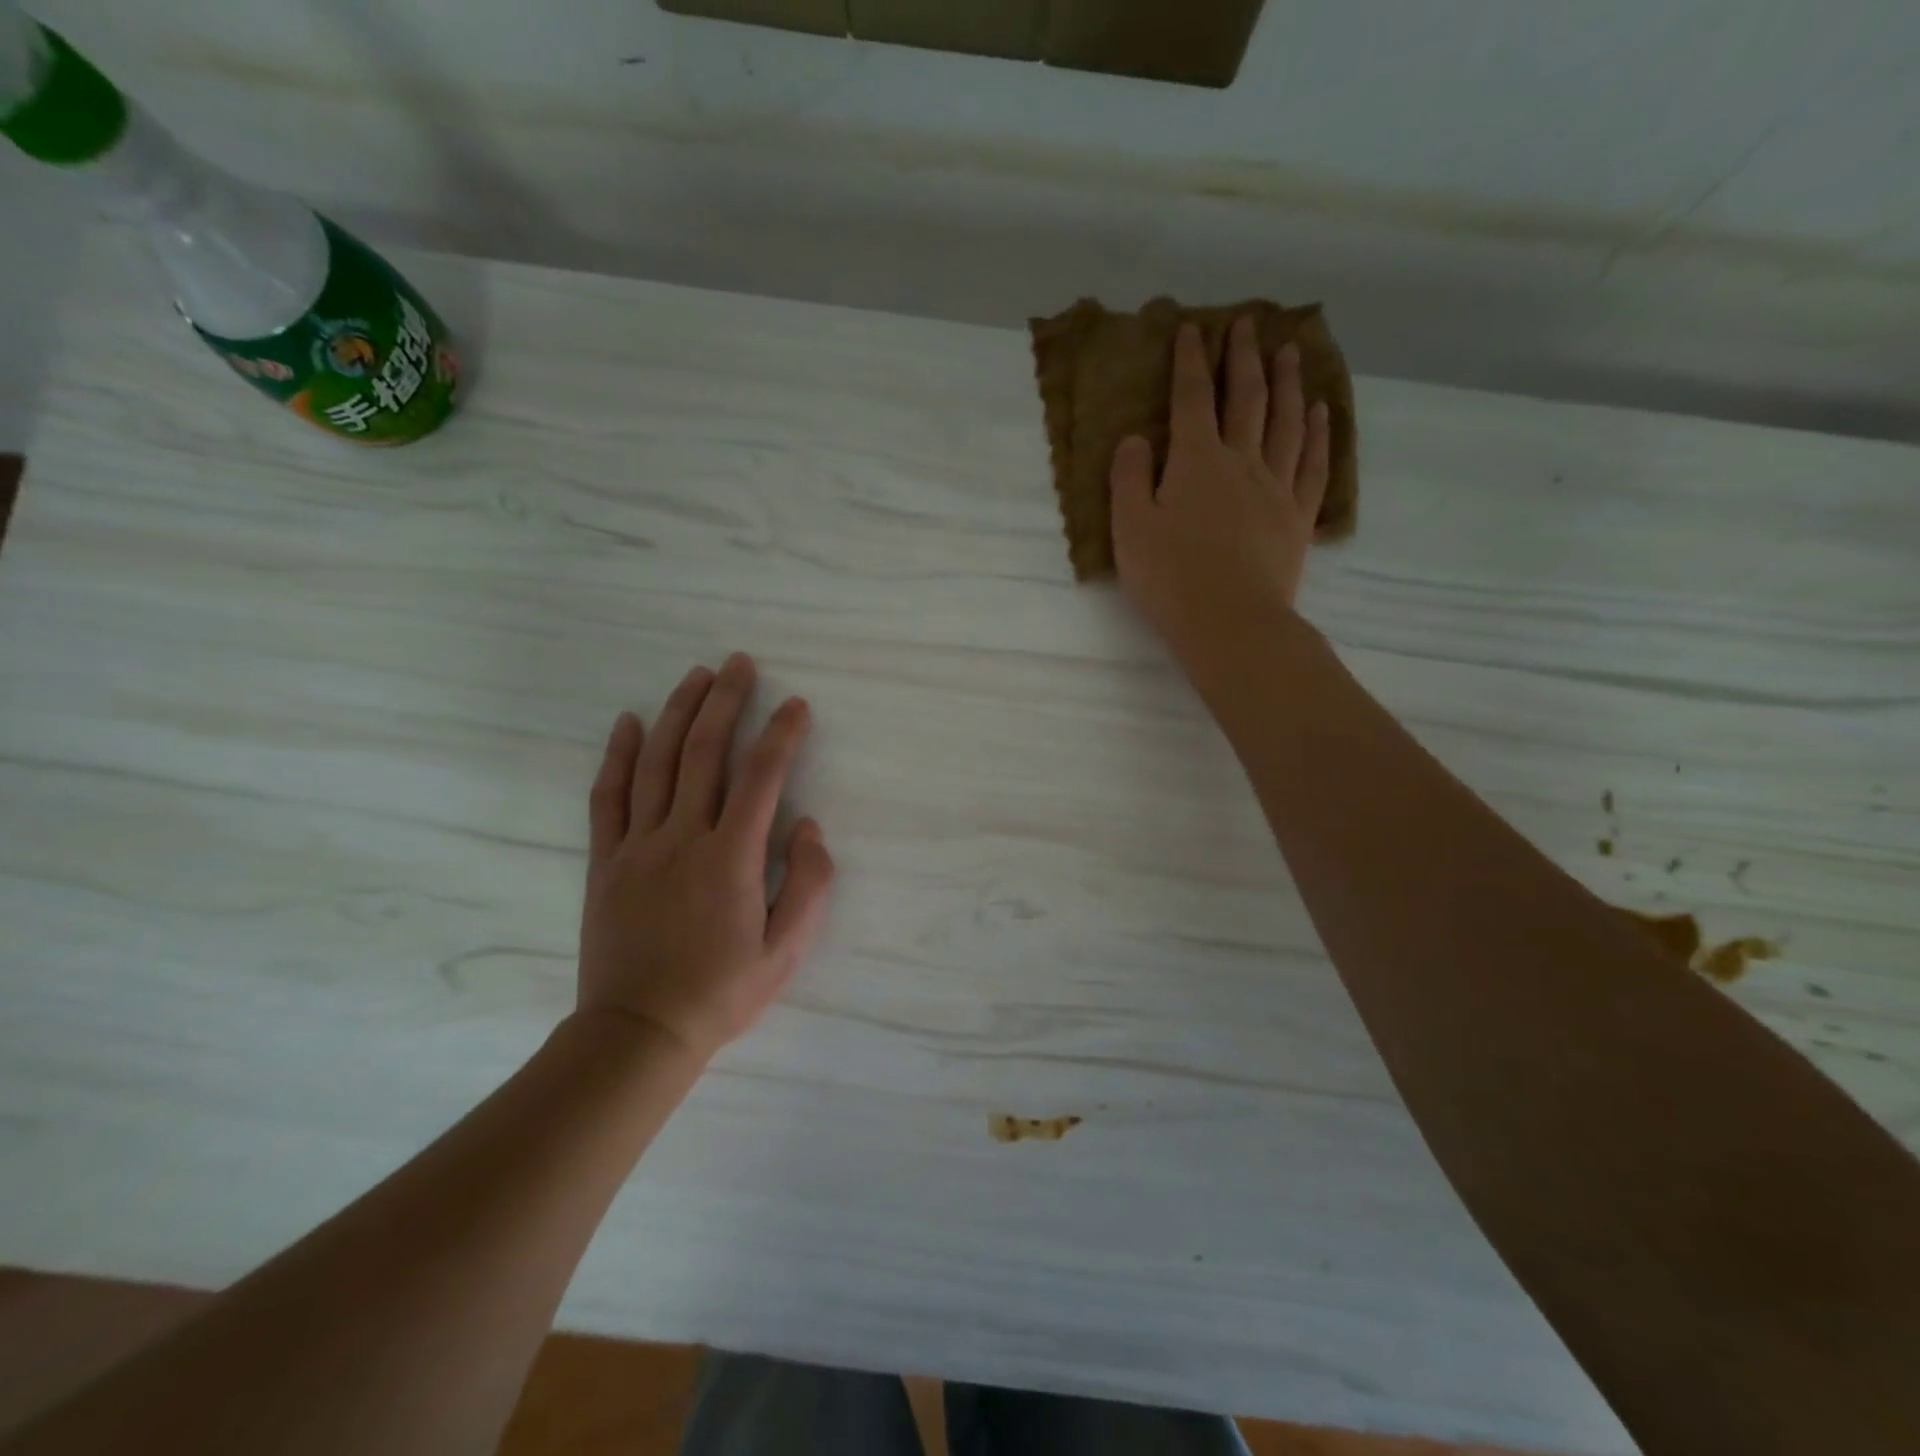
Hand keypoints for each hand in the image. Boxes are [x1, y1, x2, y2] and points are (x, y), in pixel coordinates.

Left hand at [576, 653, 834, 1062]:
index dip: (781, 734)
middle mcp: (683, 838)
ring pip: (657, 762)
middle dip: (726, 702)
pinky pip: (608, 796)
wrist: (639, 1032)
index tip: (796, 705)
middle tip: (739, 665)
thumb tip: (807, 825)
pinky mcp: (606, 860)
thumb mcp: (788, 950)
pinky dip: (618, 754)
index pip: (762, 777)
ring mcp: (638, 845)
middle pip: (704, 752)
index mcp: (731, 858)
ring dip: (678, 712)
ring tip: (696, 676)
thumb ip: (808, 883)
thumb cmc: (723, 992)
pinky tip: (629, 722)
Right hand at [1110, 317, 1330, 667]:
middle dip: (1243, 358)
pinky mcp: (1298, 516)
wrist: (1231, 622)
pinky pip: (1314, 464)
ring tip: (1291, 352)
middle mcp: (1241, 462)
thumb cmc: (1170, 579)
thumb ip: (1129, 478)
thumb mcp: (1130, 529)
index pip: (1192, 399)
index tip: (1193, 330)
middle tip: (1247, 325)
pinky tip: (1323, 412)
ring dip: (1289, 382)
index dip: (1190, 362)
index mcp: (1196, 462)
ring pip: (1287, 421)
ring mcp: (1276, 487)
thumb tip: (1137, 438)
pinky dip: (1320, 433)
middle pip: (1247, 398)